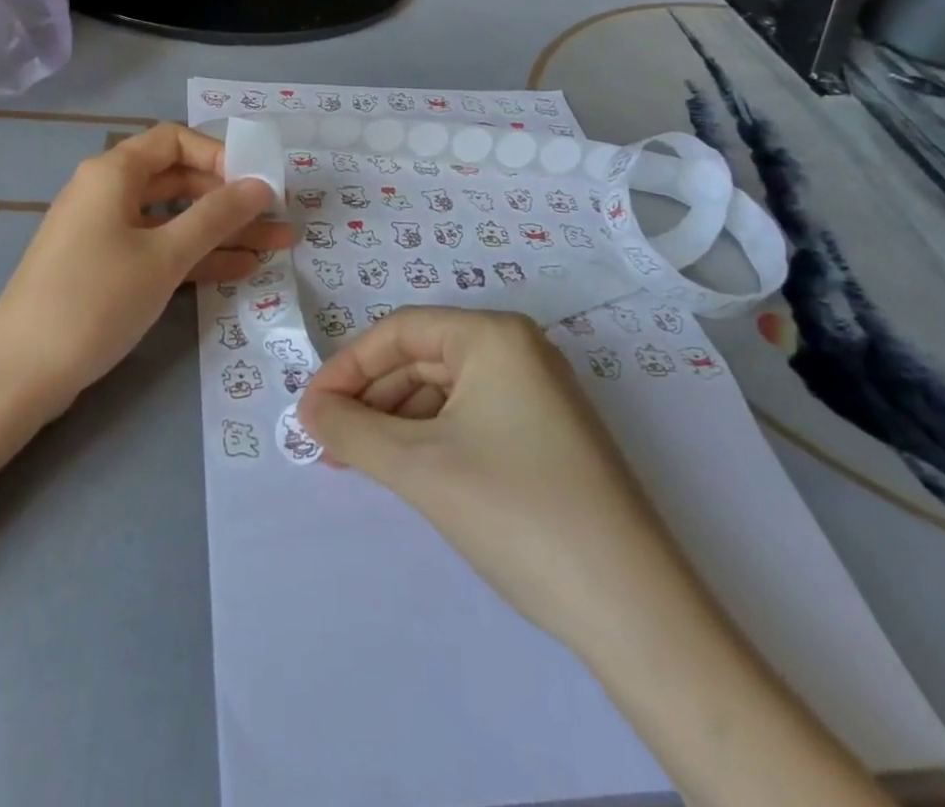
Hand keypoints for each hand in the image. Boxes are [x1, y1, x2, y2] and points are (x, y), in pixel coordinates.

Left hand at [0, 123, 292, 405]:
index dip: (218, 154)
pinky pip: (158, 249)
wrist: (21, 373)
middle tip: (277, 216)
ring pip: (173, 219)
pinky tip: (241, 268)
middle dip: (229, 198)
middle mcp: (107, 192)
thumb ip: (216, 217)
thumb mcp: (164, 256)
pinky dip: (195, 255)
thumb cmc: (96, 299)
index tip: (256, 182)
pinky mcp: (107, 267)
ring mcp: (105, 231)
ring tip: (277, 244)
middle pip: (177, 179)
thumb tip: (260, 186)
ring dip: (221, 231)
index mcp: (113, 172)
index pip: (174, 140)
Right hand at [298, 306, 665, 645]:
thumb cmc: (517, 514)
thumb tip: (308, 410)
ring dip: (395, 421)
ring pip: (444, 390)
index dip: (347, 366)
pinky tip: (407, 470)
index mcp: (493, 336)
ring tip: (359, 462)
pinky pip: (470, 417)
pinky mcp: (547, 434)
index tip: (310, 409)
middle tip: (328, 442)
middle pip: (421, 358)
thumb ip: (351, 431)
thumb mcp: (420, 468)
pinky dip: (430, 438)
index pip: (399, 332)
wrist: (636, 613)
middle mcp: (519, 350)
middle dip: (370, 398)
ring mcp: (538, 392)